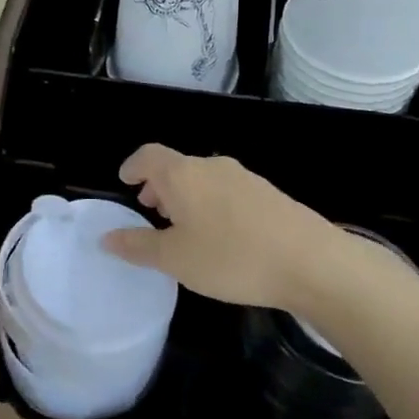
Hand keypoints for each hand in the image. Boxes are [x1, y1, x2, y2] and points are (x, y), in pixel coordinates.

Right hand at [100, 145, 336, 310]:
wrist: (311, 262)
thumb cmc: (231, 258)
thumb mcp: (175, 259)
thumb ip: (138, 246)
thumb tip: (107, 237)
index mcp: (183, 175)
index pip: (148, 156)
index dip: (133, 167)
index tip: (125, 183)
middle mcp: (212, 166)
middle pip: (177, 166)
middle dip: (159, 186)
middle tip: (151, 211)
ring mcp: (245, 178)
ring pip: (203, 179)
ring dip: (186, 197)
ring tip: (184, 228)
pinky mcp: (269, 193)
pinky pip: (227, 191)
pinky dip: (211, 204)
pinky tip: (221, 237)